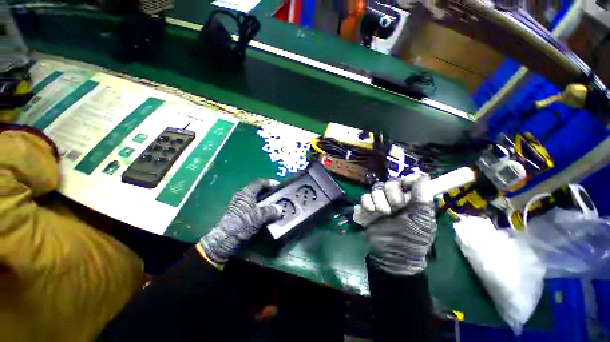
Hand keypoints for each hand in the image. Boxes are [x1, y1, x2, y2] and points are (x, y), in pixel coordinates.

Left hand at [199, 179, 281, 265]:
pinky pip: (254, 208)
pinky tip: (268, 215)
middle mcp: (242, 198)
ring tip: (275, 206)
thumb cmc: (243, 224)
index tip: (279, 185)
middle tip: (278, 196)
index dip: (270, 183)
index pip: (259, 183)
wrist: (226, 240)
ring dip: (266, 202)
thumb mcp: (259, 216)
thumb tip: (279, 209)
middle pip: (258, 191)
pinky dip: (262, 210)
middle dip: (269, 193)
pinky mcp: (240, 215)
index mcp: (246, 193)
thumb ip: (271, 211)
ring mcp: (240, 207)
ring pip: (256, 201)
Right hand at [360, 175, 436, 275]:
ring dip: (379, 201)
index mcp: (410, 199)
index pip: (407, 180)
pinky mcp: (366, 209)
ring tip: (383, 214)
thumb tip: (424, 176)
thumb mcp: (423, 220)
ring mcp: (379, 203)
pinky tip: (370, 213)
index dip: (406, 181)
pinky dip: (366, 204)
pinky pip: (363, 198)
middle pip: (389, 182)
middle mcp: (394, 198)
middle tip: (395, 209)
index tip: (405, 186)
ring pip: (375, 189)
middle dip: (392, 194)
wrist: (392, 255)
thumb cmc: (412, 239)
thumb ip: (423, 198)